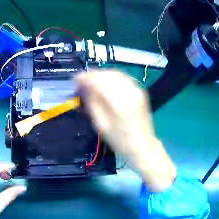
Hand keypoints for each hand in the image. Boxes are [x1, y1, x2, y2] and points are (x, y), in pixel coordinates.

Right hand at [75, 71, 175, 191]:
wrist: (143, 145)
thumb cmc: (120, 140)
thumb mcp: (101, 125)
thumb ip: (92, 103)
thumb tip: (83, 87)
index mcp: (118, 102)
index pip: (98, 81)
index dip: (85, 78)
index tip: (76, 80)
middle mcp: (129, 91)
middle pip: (107, 74)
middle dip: (93, 75)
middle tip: (82, 82)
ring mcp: (136, 89)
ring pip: (115, 73)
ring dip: (102, 75)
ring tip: (92, 82)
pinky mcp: (140, 90)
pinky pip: (123, 78)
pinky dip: (111, 78)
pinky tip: (106, 84)